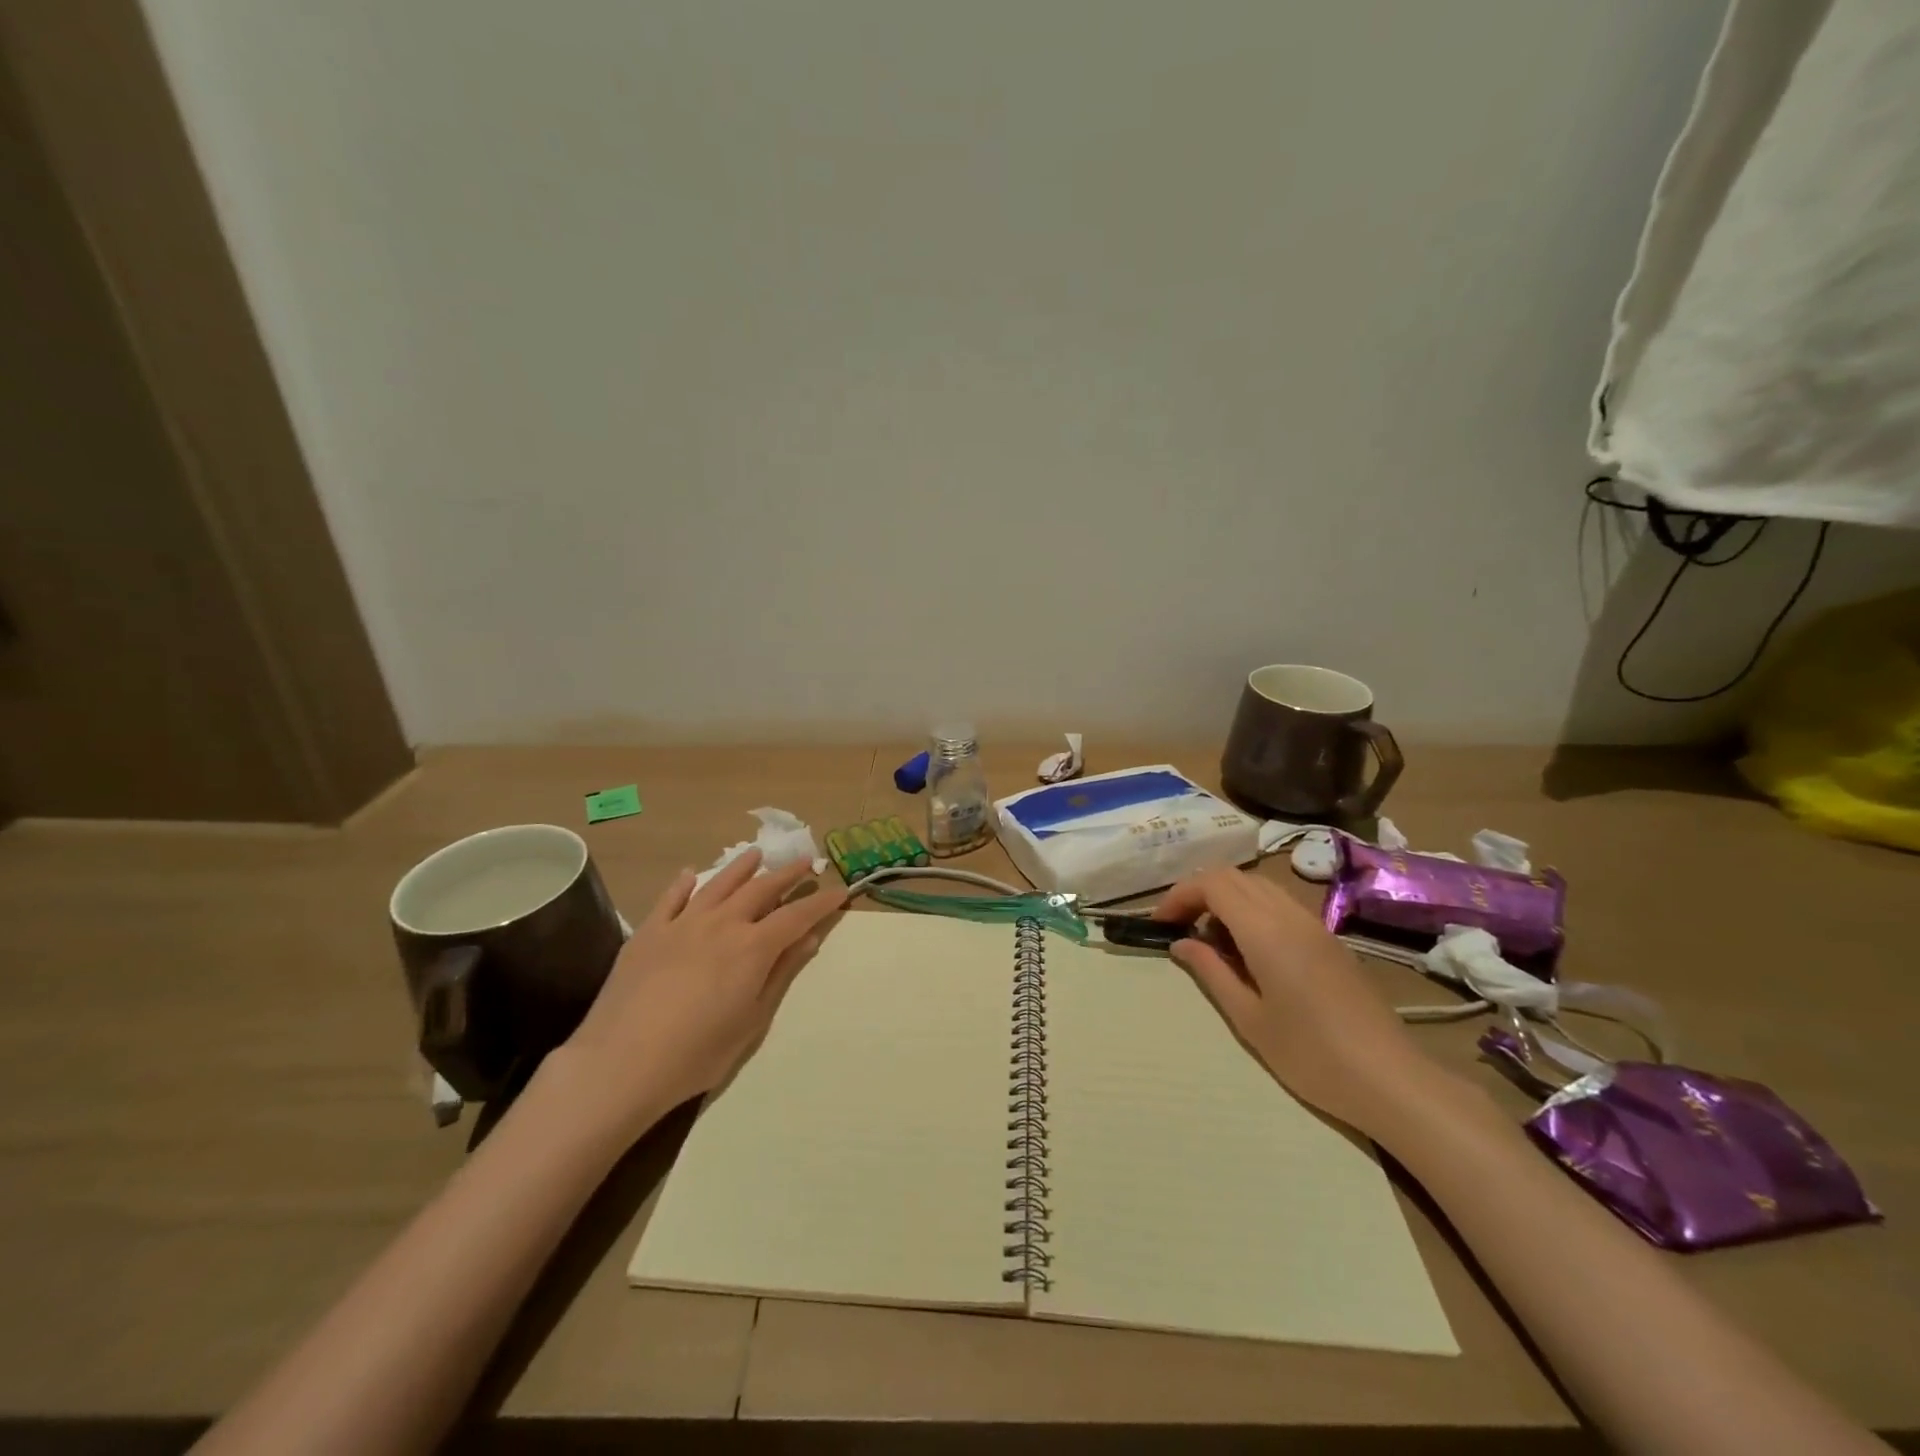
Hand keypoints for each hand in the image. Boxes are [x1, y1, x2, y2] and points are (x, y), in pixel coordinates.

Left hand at [560, 850, 847, 1133]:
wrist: (619, 1064)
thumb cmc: (696, 1054)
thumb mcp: (751, 1021)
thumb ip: (780, 974)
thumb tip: (808, 939)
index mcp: (752, 948)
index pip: (797, 916)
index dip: (822, 903)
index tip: (840, 891)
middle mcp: (721, 924)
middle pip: (761, 889)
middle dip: (787, 874)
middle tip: (805, 862)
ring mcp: (681, 924)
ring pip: (718, 884)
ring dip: (741, 867)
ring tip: (757, 854)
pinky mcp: (648, 932)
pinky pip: (671, 898)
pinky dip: (684, 883)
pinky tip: (690, 874)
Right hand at [1153, 866, 1455, 1136]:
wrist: (1390, 1079)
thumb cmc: (1311, 1055)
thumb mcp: (1248, 1019)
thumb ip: (1211, 972)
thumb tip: (1181, 943)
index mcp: (1265, 931)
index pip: (1213, 883)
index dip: (1181, 894)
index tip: (1160, 923)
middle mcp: (1289, 915)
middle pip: (1234, 876)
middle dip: (1199, 892)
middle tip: (1178, 927)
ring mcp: (1313, 924)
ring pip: (1258, 887)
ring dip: (1226, 899)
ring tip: (1209, 940)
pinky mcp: (1328, 939)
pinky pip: (1279, 904)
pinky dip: (1251, 911)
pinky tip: (1246, 950)